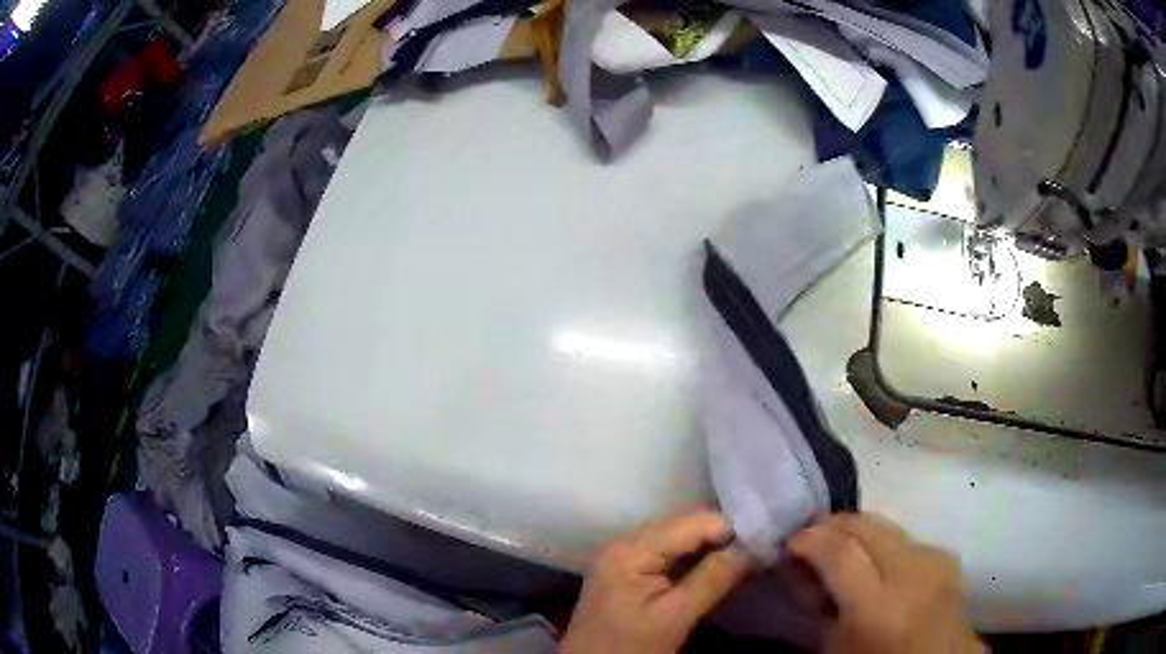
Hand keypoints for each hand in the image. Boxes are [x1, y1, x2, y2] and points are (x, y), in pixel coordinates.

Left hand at [560, 511, 753, 653]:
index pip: (693, 522)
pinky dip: (698, 562)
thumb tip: (756, 546)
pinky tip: (722, 571)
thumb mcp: (674, 618)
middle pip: (687, 528)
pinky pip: (671, 556)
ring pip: (682, 541)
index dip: (733, 529)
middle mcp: (626, 542)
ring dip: (715, 550)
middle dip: (726, 538)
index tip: (767, 542)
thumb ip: (714, 579)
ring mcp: (626, 557)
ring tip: (750, 560)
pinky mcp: (630, 572)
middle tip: (762, 552)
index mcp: (631, 549)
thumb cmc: (628, 649)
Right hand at [787, 514, 983, 653]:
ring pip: (888, 526)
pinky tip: (875, 557)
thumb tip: (803, 570)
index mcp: (879, 607)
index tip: (790, 541)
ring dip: (858, 530)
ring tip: (838, 541)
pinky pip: (907, 538)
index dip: (811, 541)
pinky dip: (884, 542)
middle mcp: (912, 574)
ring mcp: (936, 561)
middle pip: (868, 527)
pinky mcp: (948, 556)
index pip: (841, 553)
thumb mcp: (838, 646)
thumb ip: (821, 606)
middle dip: (833, 524)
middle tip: (809, 531)